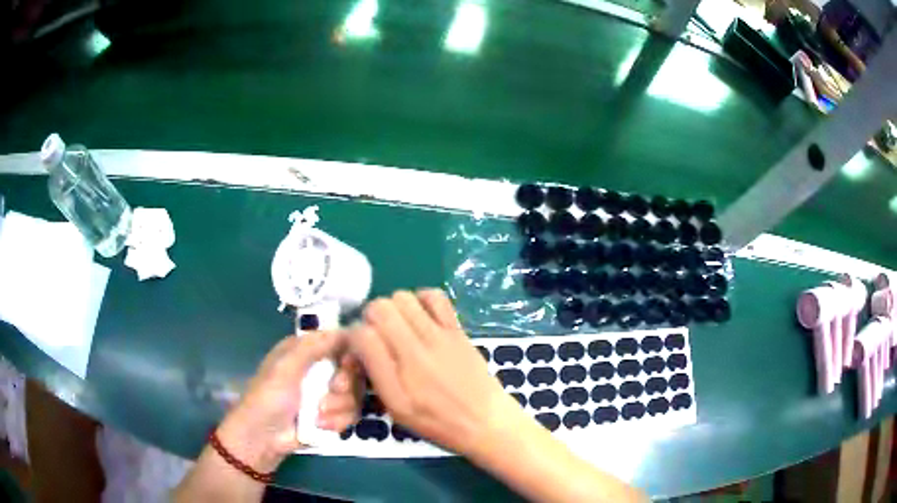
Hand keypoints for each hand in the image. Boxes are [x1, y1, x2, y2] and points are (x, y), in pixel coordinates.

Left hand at [217, 332, 363, 471]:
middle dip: (345, 385)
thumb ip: (313, 347)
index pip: (341, 342)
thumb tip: (344, 331)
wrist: (264, 438)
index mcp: (306, 350)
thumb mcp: (285, 367)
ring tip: (318, 415)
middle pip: (354, 370)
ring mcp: (328, 394)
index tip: (347, 363)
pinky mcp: (332, 416)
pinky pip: (351, 414)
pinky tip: (321, 425)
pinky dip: (337, 421)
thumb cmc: (269, 397)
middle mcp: (320, 368)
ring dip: (338, 407)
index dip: (350, 352)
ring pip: (355, 394)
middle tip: (333, 389)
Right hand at [350, 289, 524, 458]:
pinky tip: (421, 316)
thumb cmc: (437, 422)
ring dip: (394, 307)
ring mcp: (439, 335)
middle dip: (371, 318)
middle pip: (380, 308)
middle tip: (377, 334)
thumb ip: (377, 374)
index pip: (361, 334)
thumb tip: (363, 343)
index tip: (360, 347)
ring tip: (398, 326)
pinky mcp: (457, 329)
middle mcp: (415, 350)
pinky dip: (422, 299)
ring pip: (403, 298)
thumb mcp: (398, 409)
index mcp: (396, 377)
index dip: (354, 336)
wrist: (484, 420)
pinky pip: (435, 297)